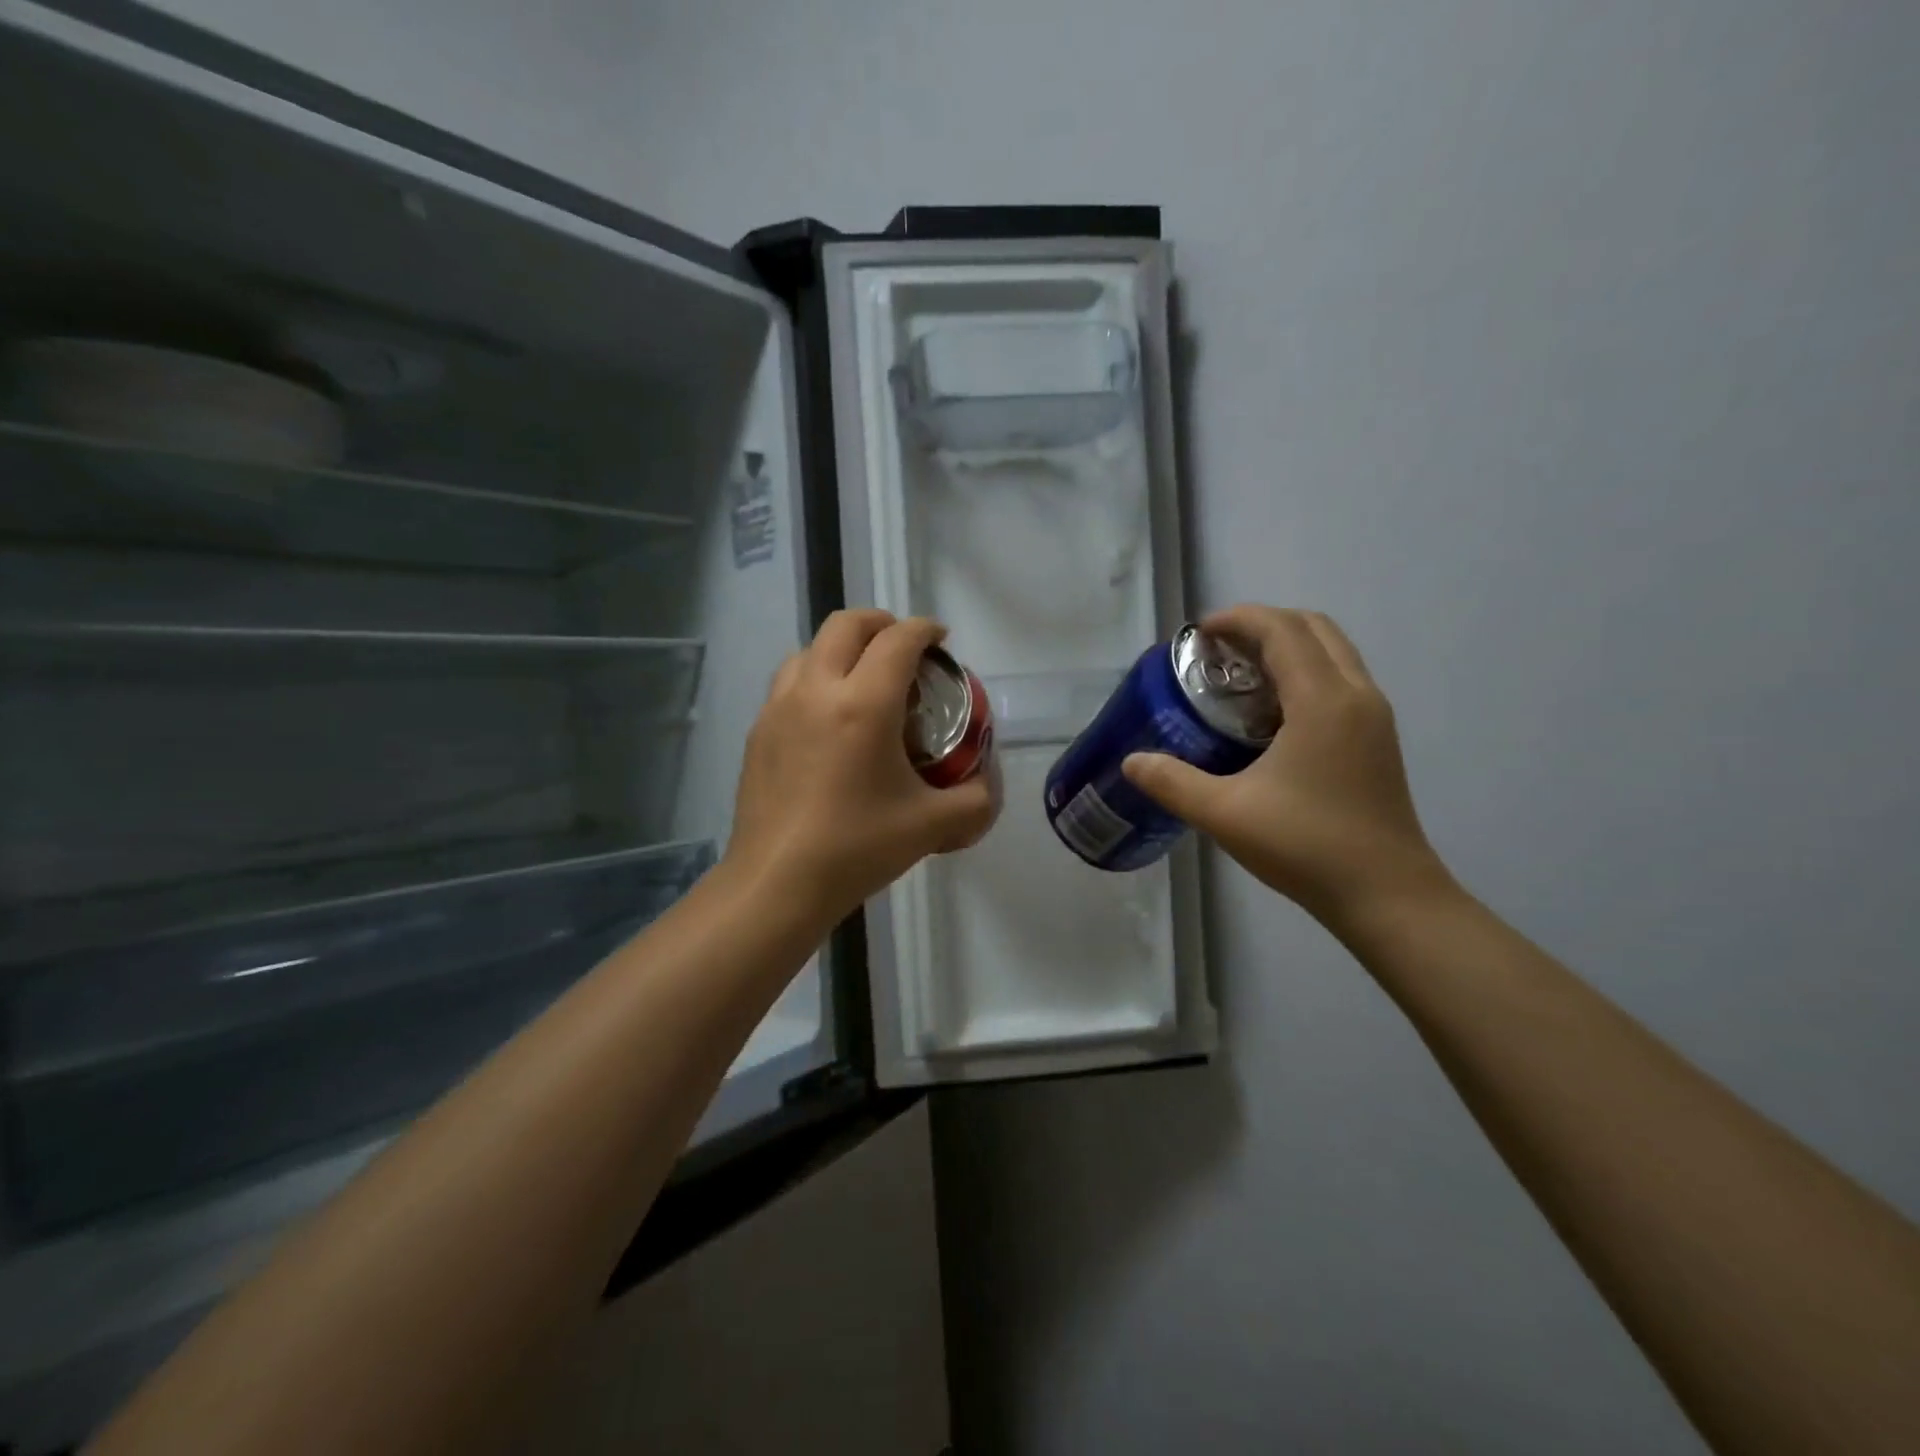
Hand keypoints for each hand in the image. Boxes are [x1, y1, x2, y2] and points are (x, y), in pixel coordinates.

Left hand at [724, 609, 997, 927]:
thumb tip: (985, 783)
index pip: (898, 640)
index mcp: (864, 704)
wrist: (777, 884)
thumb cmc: (857, 848)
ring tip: (862, 678)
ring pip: (809, 649)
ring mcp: (778, 708)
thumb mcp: (933, 826)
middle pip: (847, 624)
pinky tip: (827, 719)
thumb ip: (975, 800)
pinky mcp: (757, 731)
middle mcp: (816, 690)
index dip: (925, 630)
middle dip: (881, 624)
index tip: (941, 640)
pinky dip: (814, 678)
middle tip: (904, 649)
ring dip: (841, 648)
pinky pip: (788, 683)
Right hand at [1122, 606, 1450, 926]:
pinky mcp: (1378, 739)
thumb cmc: (1306, 846)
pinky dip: (1305, 672)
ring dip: (1287, 646)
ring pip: (1332, 652)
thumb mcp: (1224, 814)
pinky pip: (1340, 679)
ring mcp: (1373, 717)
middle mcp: (1356, 694)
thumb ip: (1172, 782)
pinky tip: (1271, 715)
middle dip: (1263, 624)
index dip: (1238, 619)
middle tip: (1218, 649)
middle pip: (1313, 627)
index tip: (1199, 633)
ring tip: (1240, 676)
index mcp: (1323, 701)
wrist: (1387, 895)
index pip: (1282, 630)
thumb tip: (1132, 761)